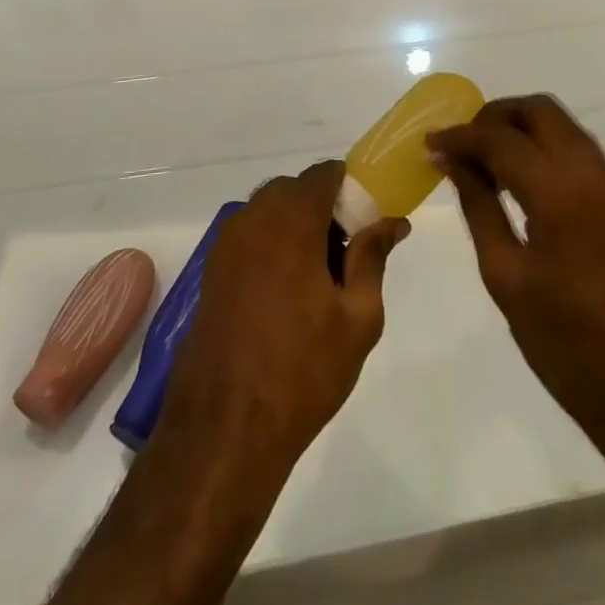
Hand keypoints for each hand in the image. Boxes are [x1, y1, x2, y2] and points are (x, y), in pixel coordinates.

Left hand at [156, 162, 407, 470]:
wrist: (224, 431)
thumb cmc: (302, 371)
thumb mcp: (357, 317)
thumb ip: (373, 257)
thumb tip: (393, 221)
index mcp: (290, 222)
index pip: (323, 174)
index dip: (350, 185)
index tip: (367, 217)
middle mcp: (253, 221)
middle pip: (294, 190)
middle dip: (323, 207)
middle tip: (346, 252)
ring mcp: (226, 246)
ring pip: (269, 211)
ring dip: (296, 225)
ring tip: (319, 278)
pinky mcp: (211, 272)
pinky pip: (249, 236)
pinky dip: (272, 244)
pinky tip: (287, 293)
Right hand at [429, 96, 604, 473]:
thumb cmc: (570, 347)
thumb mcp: (508, 279)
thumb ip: (479, 208)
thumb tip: (453, 162)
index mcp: (561, 192)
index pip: (501, 139)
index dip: (461, 135)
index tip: (430, 143)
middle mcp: (593, 174)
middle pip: (539, 111)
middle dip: (495, 117)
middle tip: (461, 145)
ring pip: (562, 127)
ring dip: (521, 130)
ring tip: (482, 161)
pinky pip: (577, 152)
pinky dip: (543, 150)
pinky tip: (517, 182)